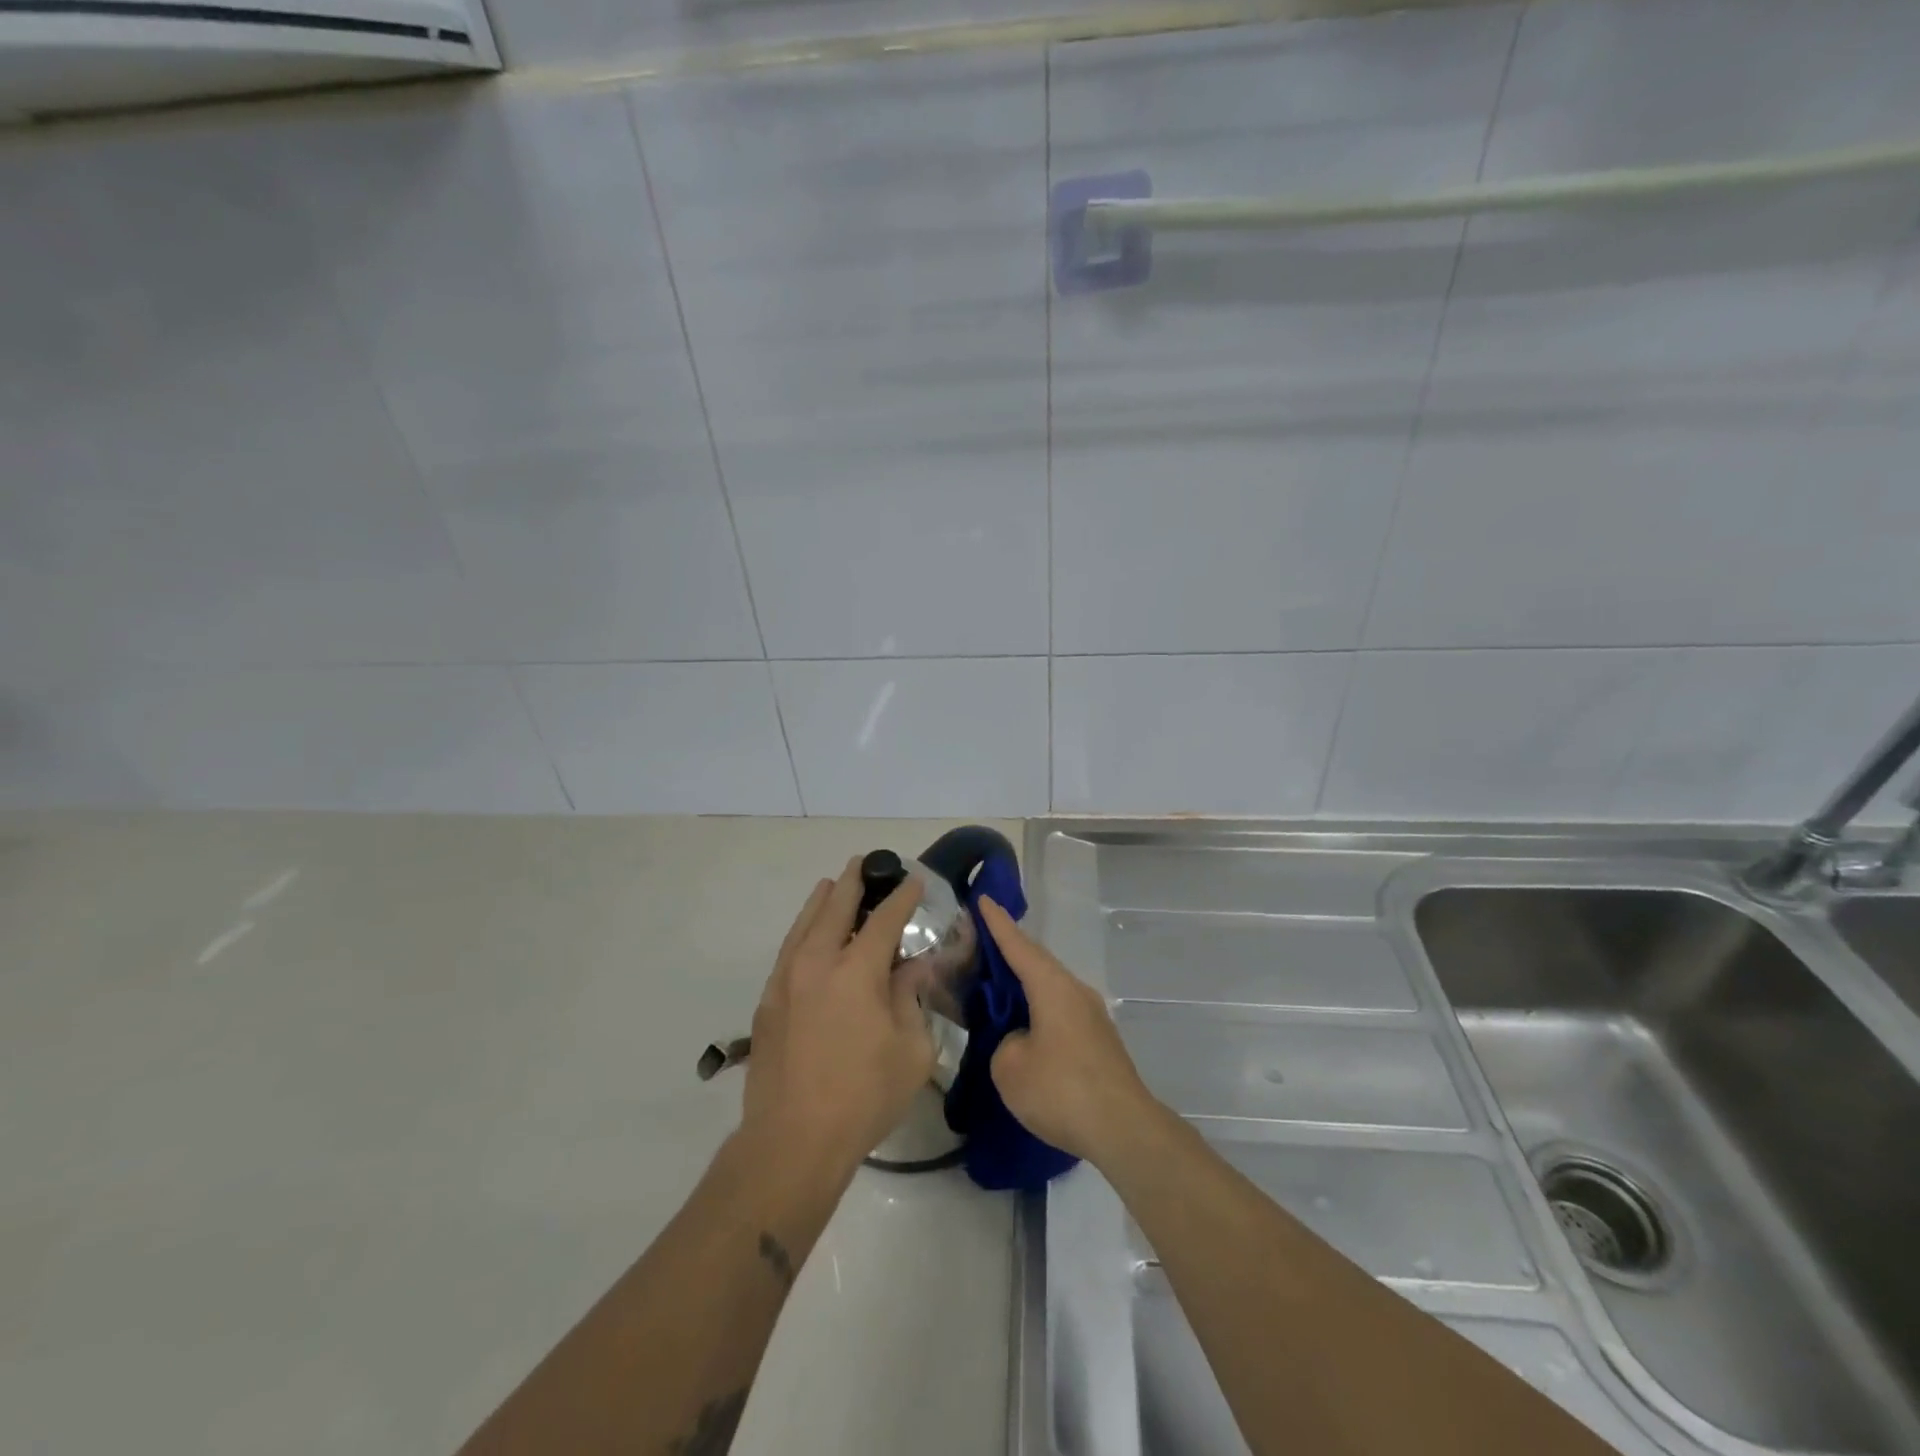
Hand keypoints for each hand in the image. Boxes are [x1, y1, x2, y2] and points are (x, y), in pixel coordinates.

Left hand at [740, 858, 934, 1174]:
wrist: (793, 1140)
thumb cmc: (864, 1096)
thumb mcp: (911, 1050)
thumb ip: (912, 998)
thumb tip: (912, 967)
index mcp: (856, 970)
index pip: (884, 919)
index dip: (902, 897)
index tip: (914, 880)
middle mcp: (817, 962)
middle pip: (835, 906)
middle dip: (853, 881)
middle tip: (865, 864)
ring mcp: (785, 979)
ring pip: (804, 923)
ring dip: (822, 900)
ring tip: (832, 884)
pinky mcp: (767, 1001)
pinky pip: (788, 949)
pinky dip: (803, 931)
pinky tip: (809, 935)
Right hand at [979, 896, 1156, 1165]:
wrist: (1124, 1130)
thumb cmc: (1062, 1090)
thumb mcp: (1010, 1067)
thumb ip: (1005, 1043)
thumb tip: (1021, 1040)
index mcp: (1052, 987)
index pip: (1018, 946)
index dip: (997, 924)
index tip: (983, 900)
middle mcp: (1075, 991)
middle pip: (1036, 963)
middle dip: (1008, 953)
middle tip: (979, 945)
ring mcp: (1091, 1016)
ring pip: (1049, 989)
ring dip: (1023, 985)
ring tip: (995, 987)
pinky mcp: (1098, 1041)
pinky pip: (1059, 1011)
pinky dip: (1037, 1009)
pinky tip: (1023, 1027)